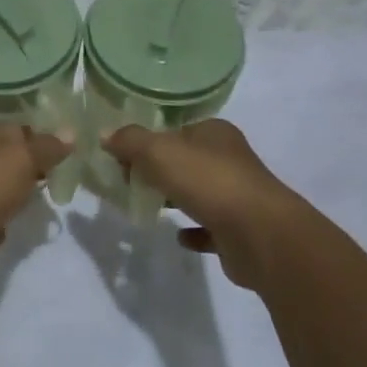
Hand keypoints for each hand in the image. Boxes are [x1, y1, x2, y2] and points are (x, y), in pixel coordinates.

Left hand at [0, 124, 68, 284]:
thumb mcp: (20, 159)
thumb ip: (46, 147)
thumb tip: (70, 133)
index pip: (8, 129)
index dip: (36, 138)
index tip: (61, 154)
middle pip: (0, 161)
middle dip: (26, 171)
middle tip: (50, 182)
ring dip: (11, 199)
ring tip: (29, 207)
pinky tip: (3, 231)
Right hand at [103, 121, 301, 290]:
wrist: (261, 236)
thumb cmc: (209, 182)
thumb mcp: (159, 152)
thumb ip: (130, 141)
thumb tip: (105, 135)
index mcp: (215, 132)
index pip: (176, 129)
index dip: (149, 140)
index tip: (123, 157)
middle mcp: (230, 160)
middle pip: (186, 160)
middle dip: (159, 170)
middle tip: (129, 182)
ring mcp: (238, 196)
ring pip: (199, 193)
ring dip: (176, 198)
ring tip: (147, 205)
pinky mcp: (240, 232)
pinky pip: (210, 228)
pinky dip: (194, 231)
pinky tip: (177, 236)